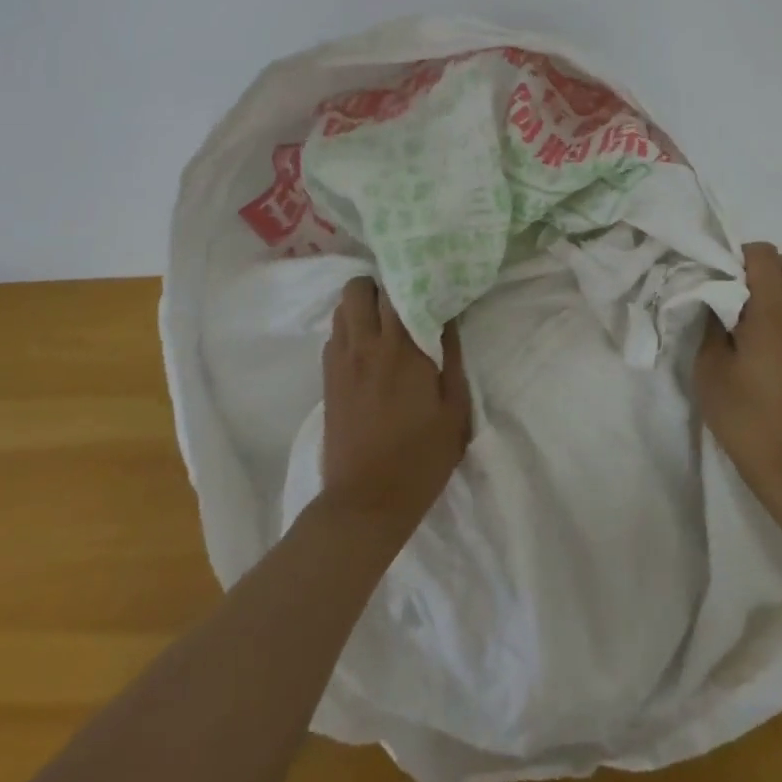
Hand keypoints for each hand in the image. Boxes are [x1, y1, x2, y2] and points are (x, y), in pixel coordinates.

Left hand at [318, 278, 471, 542]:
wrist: (365, 503)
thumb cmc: (420, 458)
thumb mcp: (454, 410)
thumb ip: (452, 357)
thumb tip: (448, 317)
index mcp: (401, 348)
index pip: (397, 289)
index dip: (410, 278)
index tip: (427, 279)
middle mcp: (365, 345)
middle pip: (358, 288)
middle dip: (380, 285)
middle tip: (403, 299)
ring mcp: (341, 361)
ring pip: (342, 308)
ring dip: (362, 305)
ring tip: (384, 321)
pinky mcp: (327, 380)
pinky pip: (335, 335)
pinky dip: (350, 330)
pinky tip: (367, 349)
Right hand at [695, 243, 781, 523]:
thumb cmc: (746, 418)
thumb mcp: (710, 370)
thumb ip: (711, 325)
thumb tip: (714, 299)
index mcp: (773, 314)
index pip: (764, 256)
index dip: (739, 254)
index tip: (718, 274)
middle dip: (771, 264)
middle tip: (742, 286)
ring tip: (755, 311)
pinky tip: (768, 337)